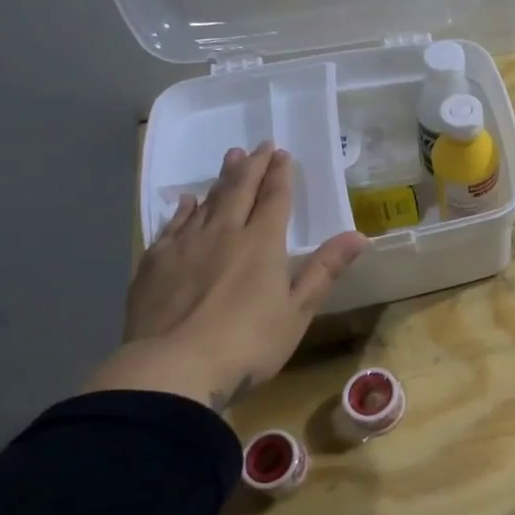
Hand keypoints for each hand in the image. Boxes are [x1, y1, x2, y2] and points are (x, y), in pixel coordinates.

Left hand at [84, 143, 368, 410]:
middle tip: (258, 145)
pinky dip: (182, 210)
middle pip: (240, 191)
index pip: (275, 199)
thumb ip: (325, 270)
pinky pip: (172, 226)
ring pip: (206, 203)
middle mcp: (224, 234)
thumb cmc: (247, 344)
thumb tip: (360, 235)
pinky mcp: (154, 264)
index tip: (283, 153)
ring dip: (221, 180)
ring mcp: (185, 246)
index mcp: (262, 244)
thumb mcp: (297, 311)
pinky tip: (185, 202)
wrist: (172, 369)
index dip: (280, 175)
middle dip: (252, 167)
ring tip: (229, 159)